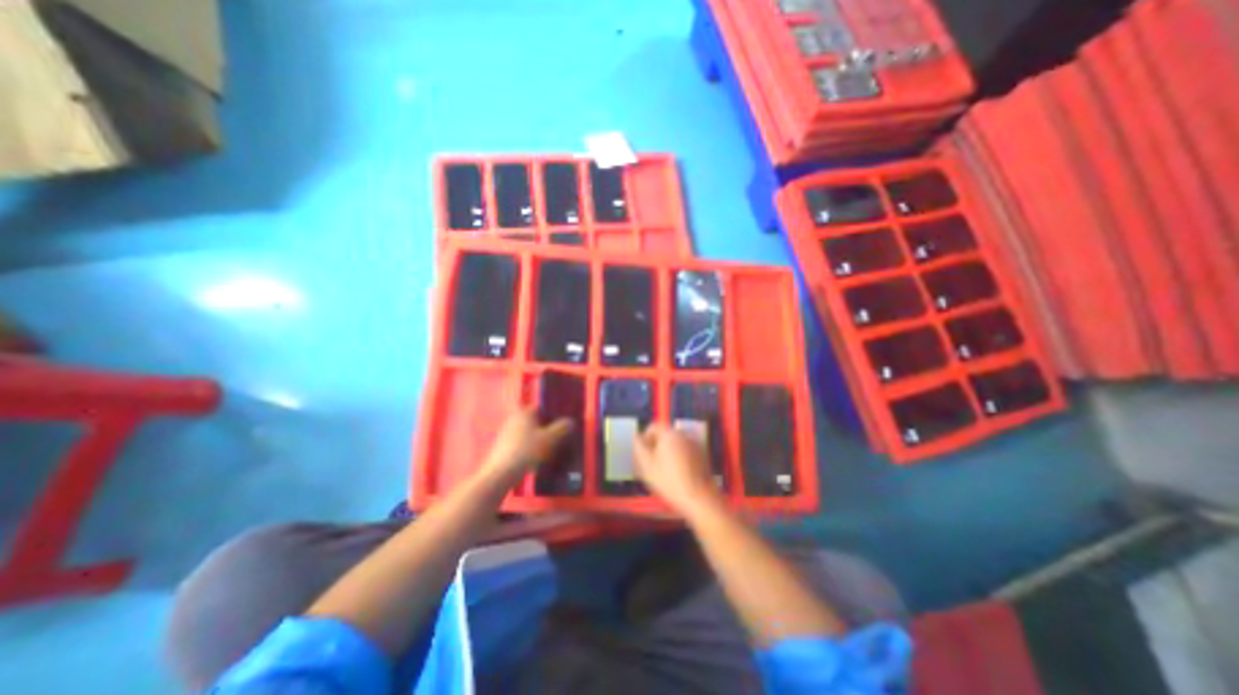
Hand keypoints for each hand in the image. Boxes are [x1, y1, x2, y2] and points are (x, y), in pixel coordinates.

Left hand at [478, 411, 575, 484]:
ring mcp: (506, 433)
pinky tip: (537, 459)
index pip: (542, 407)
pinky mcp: (503, 447)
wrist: (501, 474)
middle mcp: (514, 419)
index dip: (553, 413)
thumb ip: (562, 428)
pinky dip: (530, 448)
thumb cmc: (527, 451)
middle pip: (535, 420)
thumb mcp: (549, 439)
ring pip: (528, 433)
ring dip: (538, 439)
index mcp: (525, 412)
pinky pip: (521, 444)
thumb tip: (571, 421)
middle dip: (547, 427)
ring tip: (550, 450)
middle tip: (559, 436)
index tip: (563, 422)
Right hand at [634, 425, 722, 514]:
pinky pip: (686, 450)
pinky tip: (677, 473)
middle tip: (652, 463)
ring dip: (668, 452)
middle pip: (665, 435)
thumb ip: (639, 447)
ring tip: (664, 470)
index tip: (643, 452)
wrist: (699, 498)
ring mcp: (695, 444)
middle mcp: (684, 434)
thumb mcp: (647, 466)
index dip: (645, 438)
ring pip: (676, 443)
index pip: (653, 427)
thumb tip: (636, 437)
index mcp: (670, 434)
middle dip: (657, 446)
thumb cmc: (670, 481)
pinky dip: (680, 457)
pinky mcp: (703, 455)